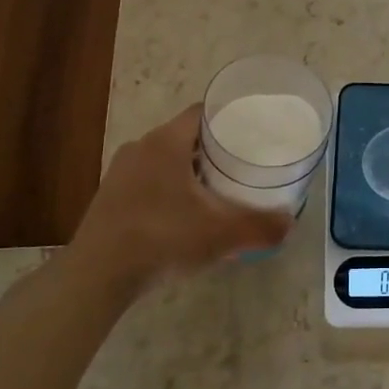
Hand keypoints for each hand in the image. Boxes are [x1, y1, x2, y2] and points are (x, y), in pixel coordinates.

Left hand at [66, 105, 292, 295]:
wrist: (98, 275)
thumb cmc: (162, 238)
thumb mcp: (221, 234)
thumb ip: (260, 226)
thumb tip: (290, 223)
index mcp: (166, 142)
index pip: (202, 112)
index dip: (229, 118)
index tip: (251, 133)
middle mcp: (141, 147)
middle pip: (185, 136)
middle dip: (213, 149)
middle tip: (241, 165)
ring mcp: (121, 172)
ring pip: (164, 160)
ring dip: (189, 171)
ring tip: (216, 191)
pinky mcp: (109, 197)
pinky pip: (148, 181)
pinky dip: (168, 189)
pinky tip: (182, 216)